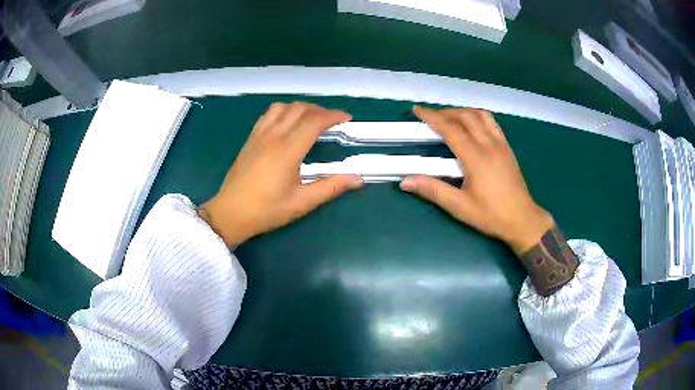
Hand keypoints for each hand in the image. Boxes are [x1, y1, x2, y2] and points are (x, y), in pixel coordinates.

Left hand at [199, 102, 362, 246]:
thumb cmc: (267, 210)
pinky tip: (287, 123)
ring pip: (282, 107)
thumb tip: (358, 179)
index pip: (314, 121)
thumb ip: (331, 187)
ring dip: (300, 108)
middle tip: (332, 121)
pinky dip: (283, 111)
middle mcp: (274, 136)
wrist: (230, 213)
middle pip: (300, 109)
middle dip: (320, 110)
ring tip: (311, 119)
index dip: (333, 116)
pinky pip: (268, 115)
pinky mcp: (250, 139)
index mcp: (288, 150)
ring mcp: (259, 135)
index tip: (347, 119)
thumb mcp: (302, 202)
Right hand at [400, 106, 553, 253]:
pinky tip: (473, 125)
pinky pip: (491, 122)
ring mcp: (501, 144)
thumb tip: (405, 181)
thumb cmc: (491, 215)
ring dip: (462, 111)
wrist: (522, 219)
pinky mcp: (507, 148)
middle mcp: (489, 144)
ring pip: (480, 115)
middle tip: (430, 117)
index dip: (432, 117)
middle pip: (465, 116)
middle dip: (445, 112)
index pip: (450, 128)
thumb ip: (433, 191)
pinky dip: (477, 116)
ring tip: (450, 118)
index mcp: (475, 157)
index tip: (417, 110)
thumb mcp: (460, 206)